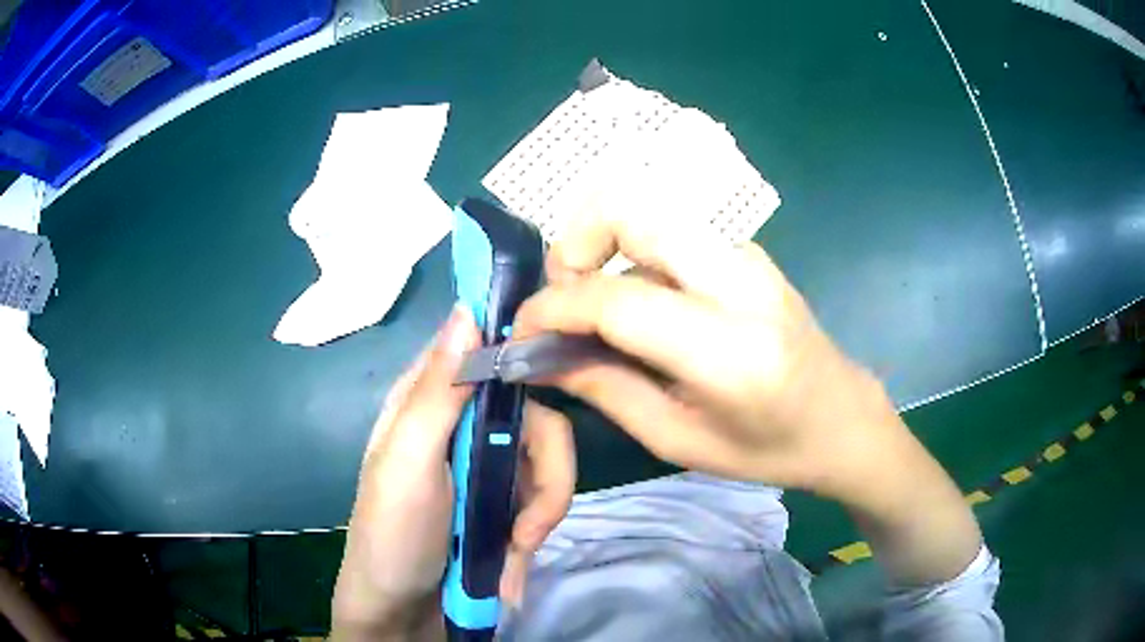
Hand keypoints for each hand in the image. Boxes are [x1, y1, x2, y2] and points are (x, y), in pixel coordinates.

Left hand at [331, 308, 574, 639]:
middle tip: (531, 524)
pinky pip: (542, 497)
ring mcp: (486, 464)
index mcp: (428, 399)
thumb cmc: (392, 536)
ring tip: (518, 551)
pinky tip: (513, 559)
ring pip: (547, 459)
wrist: (403, 614)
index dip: (526, 349)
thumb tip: (468, 308)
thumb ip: (436, 393)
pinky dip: (535, 530)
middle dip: (547, 471)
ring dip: (542, 512)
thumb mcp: (406, 465)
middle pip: (534, 414)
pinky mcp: (503, 500)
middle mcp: (462, 423)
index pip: (486, 347)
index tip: (566, 371)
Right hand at [513, 193, 980, 585]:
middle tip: (561, 299)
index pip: (618, 300)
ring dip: (601, 248)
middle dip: (574, 242)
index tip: (522, 331)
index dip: (554, 308)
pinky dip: (633, 256)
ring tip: (594, 309)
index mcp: (728, 348)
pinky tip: (639, 307)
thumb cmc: (768, 448)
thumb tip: (541, 356)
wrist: (841, 417)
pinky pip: (669, 232)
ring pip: (647, 212)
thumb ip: (606, 389)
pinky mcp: (745, 250)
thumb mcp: (679, 440)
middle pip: (631, 208)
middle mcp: (739, 280)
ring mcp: (746, 254)